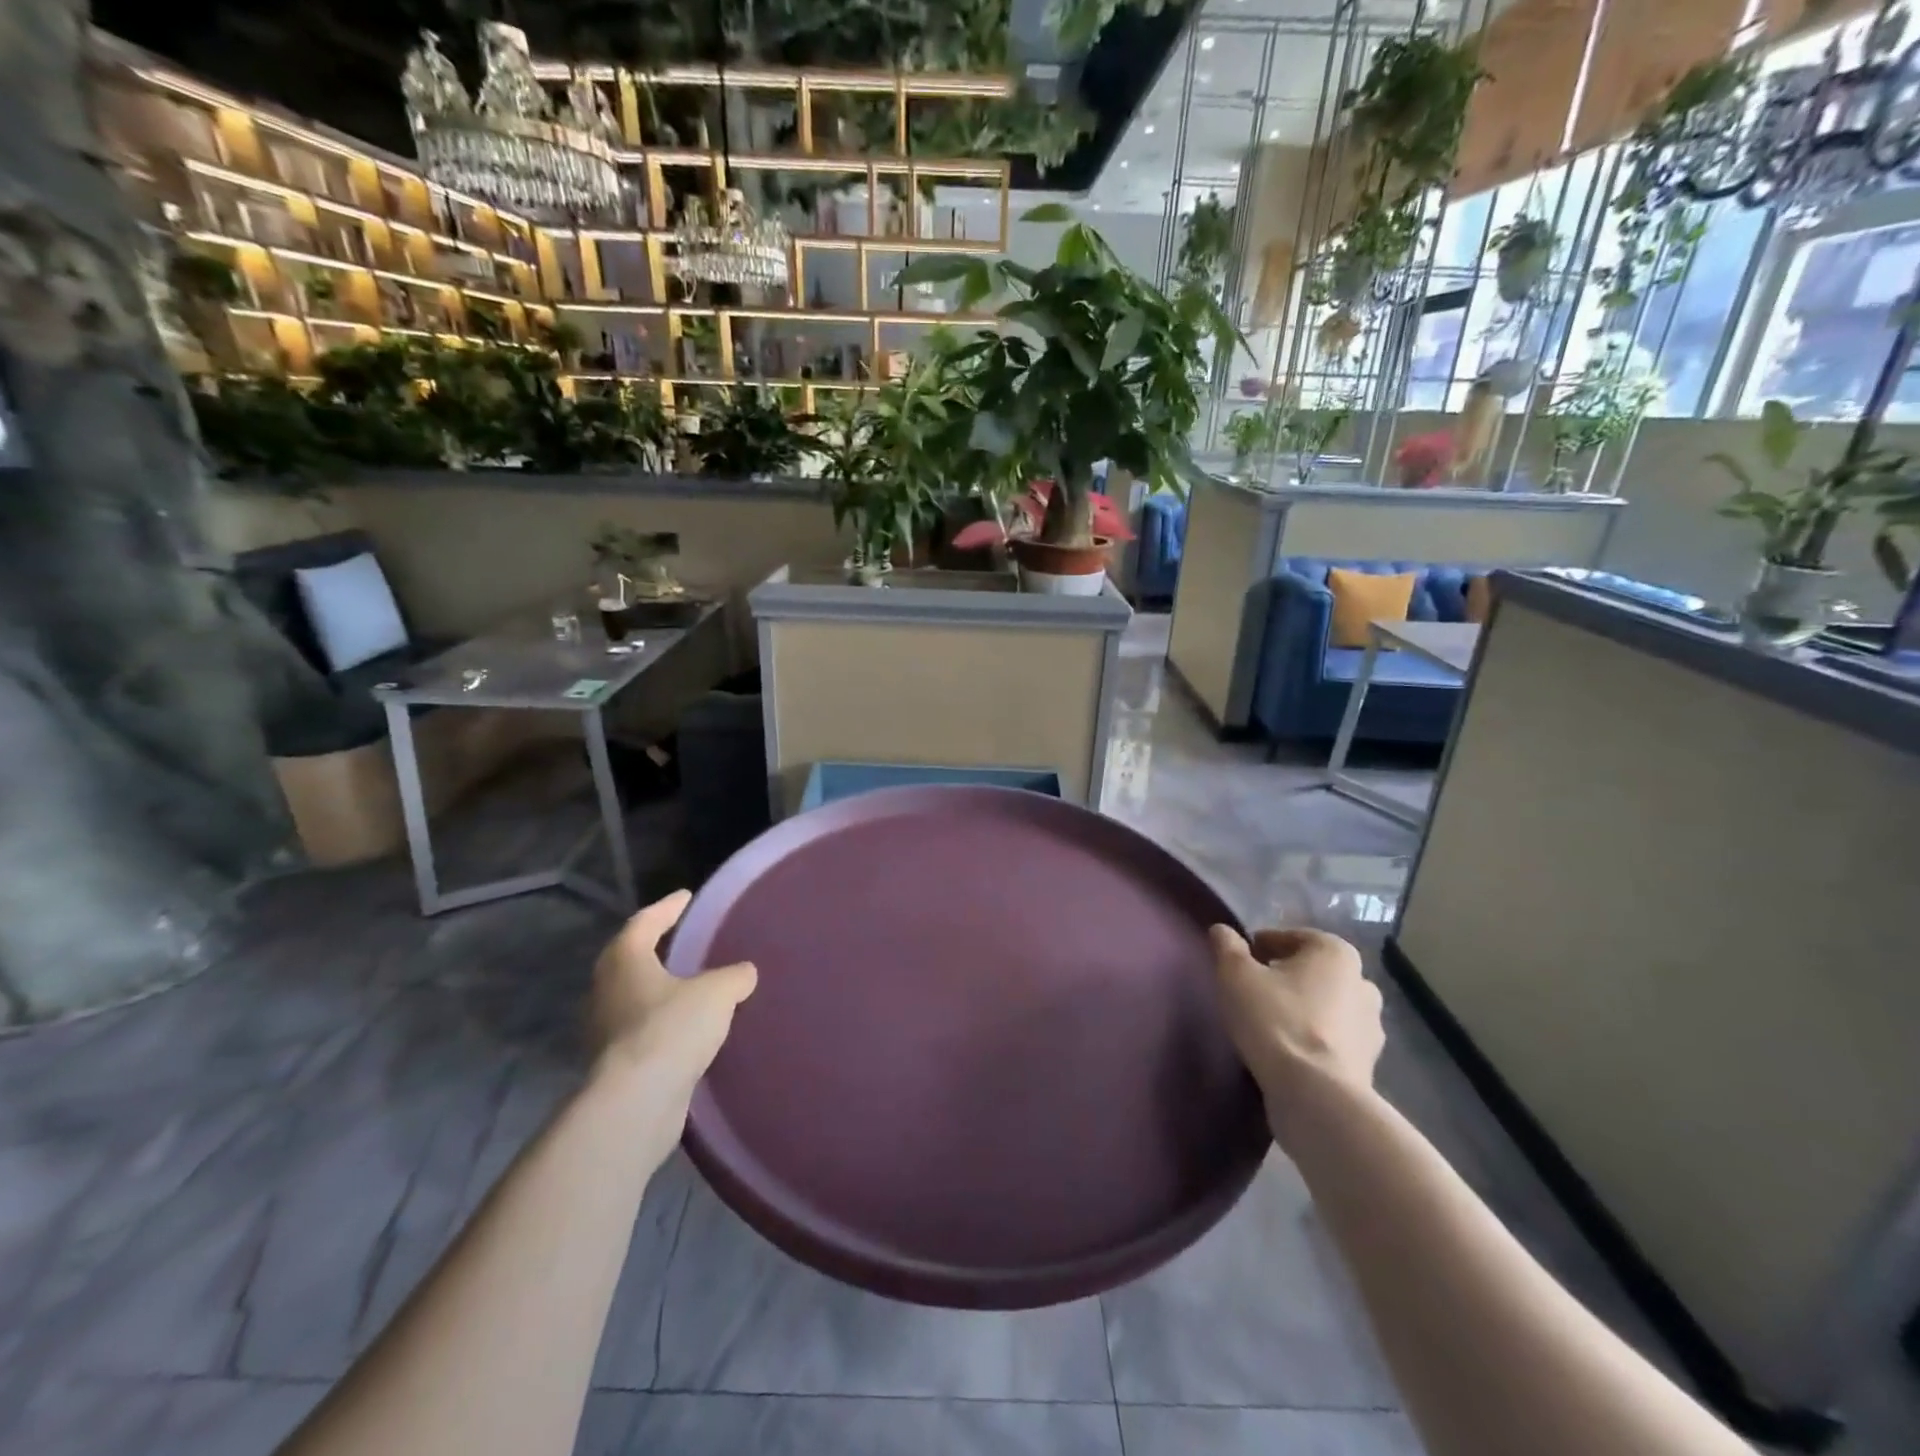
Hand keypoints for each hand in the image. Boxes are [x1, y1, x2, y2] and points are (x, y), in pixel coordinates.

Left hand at [592, 890, 756, 1107]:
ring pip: (636, 997)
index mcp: (624, 960)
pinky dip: (664, 1023)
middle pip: (631, 959)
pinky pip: (643, 1030)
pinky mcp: (615, 1064)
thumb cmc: (671, 1029)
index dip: (667, 908)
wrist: (636, 1103)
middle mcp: (606, 990)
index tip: (686, 897)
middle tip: (684, 939)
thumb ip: (734, 976)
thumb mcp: (716, 993)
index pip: (644, 922)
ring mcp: (606, 1030)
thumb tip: (744, 973)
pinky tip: (689, 1028)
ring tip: (693, 985)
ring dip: (661, 990)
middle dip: (657, 949)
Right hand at [1209, 924, 1383, 1130]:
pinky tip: (1289, 1050)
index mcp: (1335, 953)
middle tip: (1253, 992)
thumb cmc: (1275, 1020)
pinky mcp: (1369, 1062)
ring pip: (1327, 1005)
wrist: (1316, 1095)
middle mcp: (1363, 982)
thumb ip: (1227, 946)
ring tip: (1270, 1024)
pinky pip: (1334, 1038)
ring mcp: (1372, 1026)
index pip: (1290, 938)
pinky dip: (1314, 1038)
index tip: (1239, 964)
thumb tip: (1221, 930)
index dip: (1260, 947)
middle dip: (1286, 977)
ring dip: (1303, 1008)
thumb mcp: (1236, 975)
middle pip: (1312, 971)